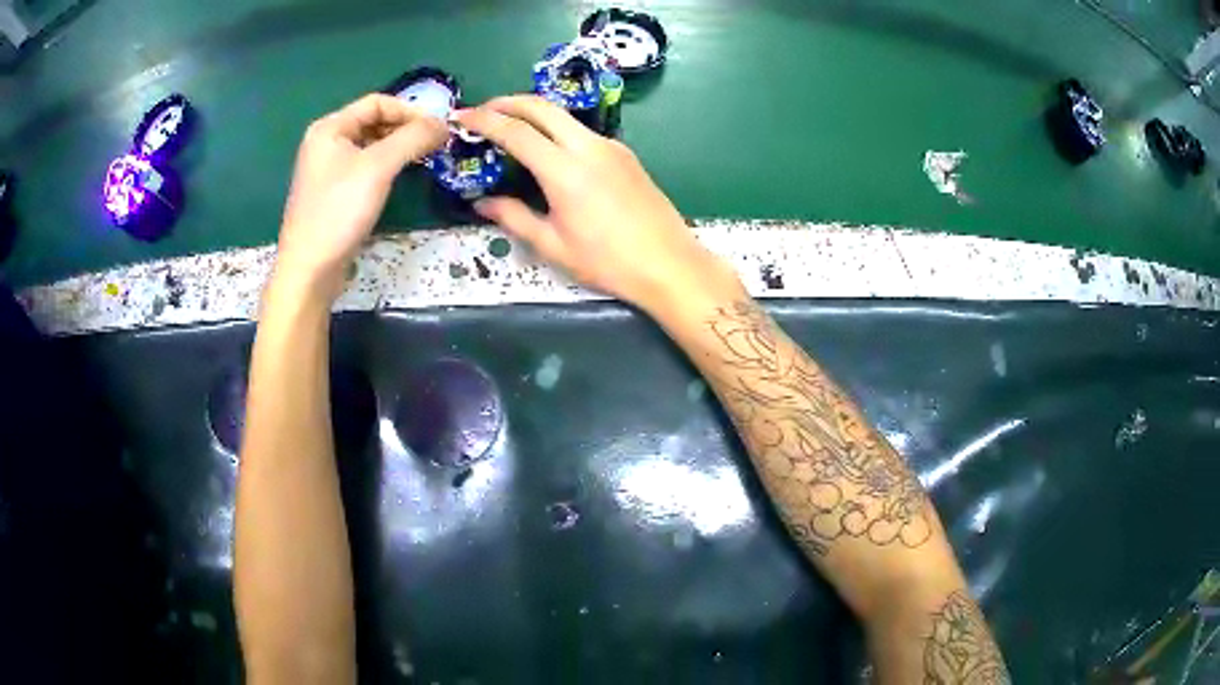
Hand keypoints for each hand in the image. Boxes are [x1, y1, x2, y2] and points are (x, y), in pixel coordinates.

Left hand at [275, 94, 447, 299]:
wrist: (310, 269)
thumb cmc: (339, 211)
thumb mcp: (378, 167)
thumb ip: (413, 138)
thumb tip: (445, 124)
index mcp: (329, 128)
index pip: (377, 103)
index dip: (409, 110)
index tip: (437, 127)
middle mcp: (326, 142)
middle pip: (374, 122)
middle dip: (405, 128)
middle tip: (434, 144)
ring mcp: (328, 169)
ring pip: (371, 146)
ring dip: (398, 148)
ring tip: (423, 159)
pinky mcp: (333, 193)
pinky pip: (365, 167)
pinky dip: (386, 166)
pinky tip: (401, 177)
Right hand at [456, 96, 738, 314]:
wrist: (669, 263)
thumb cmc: (608, 262)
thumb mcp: (553, 245)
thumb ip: (514, 218)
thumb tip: (482, 203)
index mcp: (564, 170)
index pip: (515, 131)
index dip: (484, 120)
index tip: (461, 117)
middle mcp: (588, 147)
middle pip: (542, 107)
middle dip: (508, 102)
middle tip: (483, 110)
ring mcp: (611, 147)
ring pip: (565, 115)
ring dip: (534, 112)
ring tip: (511, 127)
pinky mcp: (625, 154)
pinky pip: (583, 131)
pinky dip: (557, 129)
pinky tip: (549, 148)